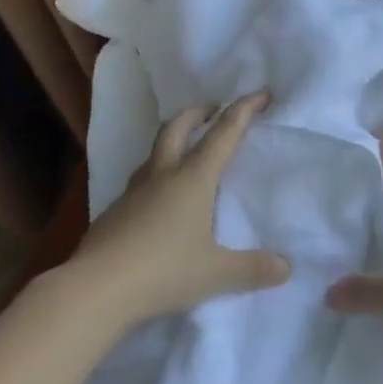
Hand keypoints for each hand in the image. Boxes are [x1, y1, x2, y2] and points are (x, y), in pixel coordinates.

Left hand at [67, 91, 289, 323]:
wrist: (95, 289)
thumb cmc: (163, 271)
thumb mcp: (216, 273)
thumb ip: (252, 268)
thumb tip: (286, 267)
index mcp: (193, 178)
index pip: (224, 133)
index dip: (244, 110)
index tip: (261, 93)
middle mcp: (163, 174)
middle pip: (178, 127)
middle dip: (199, 112)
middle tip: (214, 110)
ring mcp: (133, 191)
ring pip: (155, 151)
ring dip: (174, 139)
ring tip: (187, 150)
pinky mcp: (114, 211)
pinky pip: (140, 180)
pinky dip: (157, 174)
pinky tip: (160, 198)